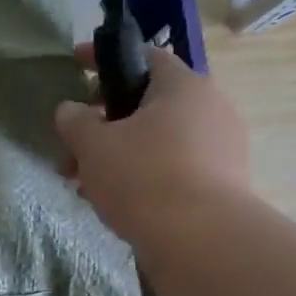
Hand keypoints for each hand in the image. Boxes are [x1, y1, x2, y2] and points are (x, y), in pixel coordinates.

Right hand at [54, 46, 250, 250]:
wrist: (200, 240)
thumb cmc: (142, 177)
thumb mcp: (93, 145)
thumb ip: (75, 121)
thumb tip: (70, 109)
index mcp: (183, 86)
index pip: (143, 56)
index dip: (104, 59)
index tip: (75, 64)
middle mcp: (211, 108)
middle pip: (147, 105)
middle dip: (103, 124)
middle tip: (72, 148)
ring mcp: (222, 147)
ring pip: (158, 140)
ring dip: (119, 155)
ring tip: (85, 185)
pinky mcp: (224, 183)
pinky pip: (174, 167)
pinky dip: (143, 175)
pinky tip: (116, 202)